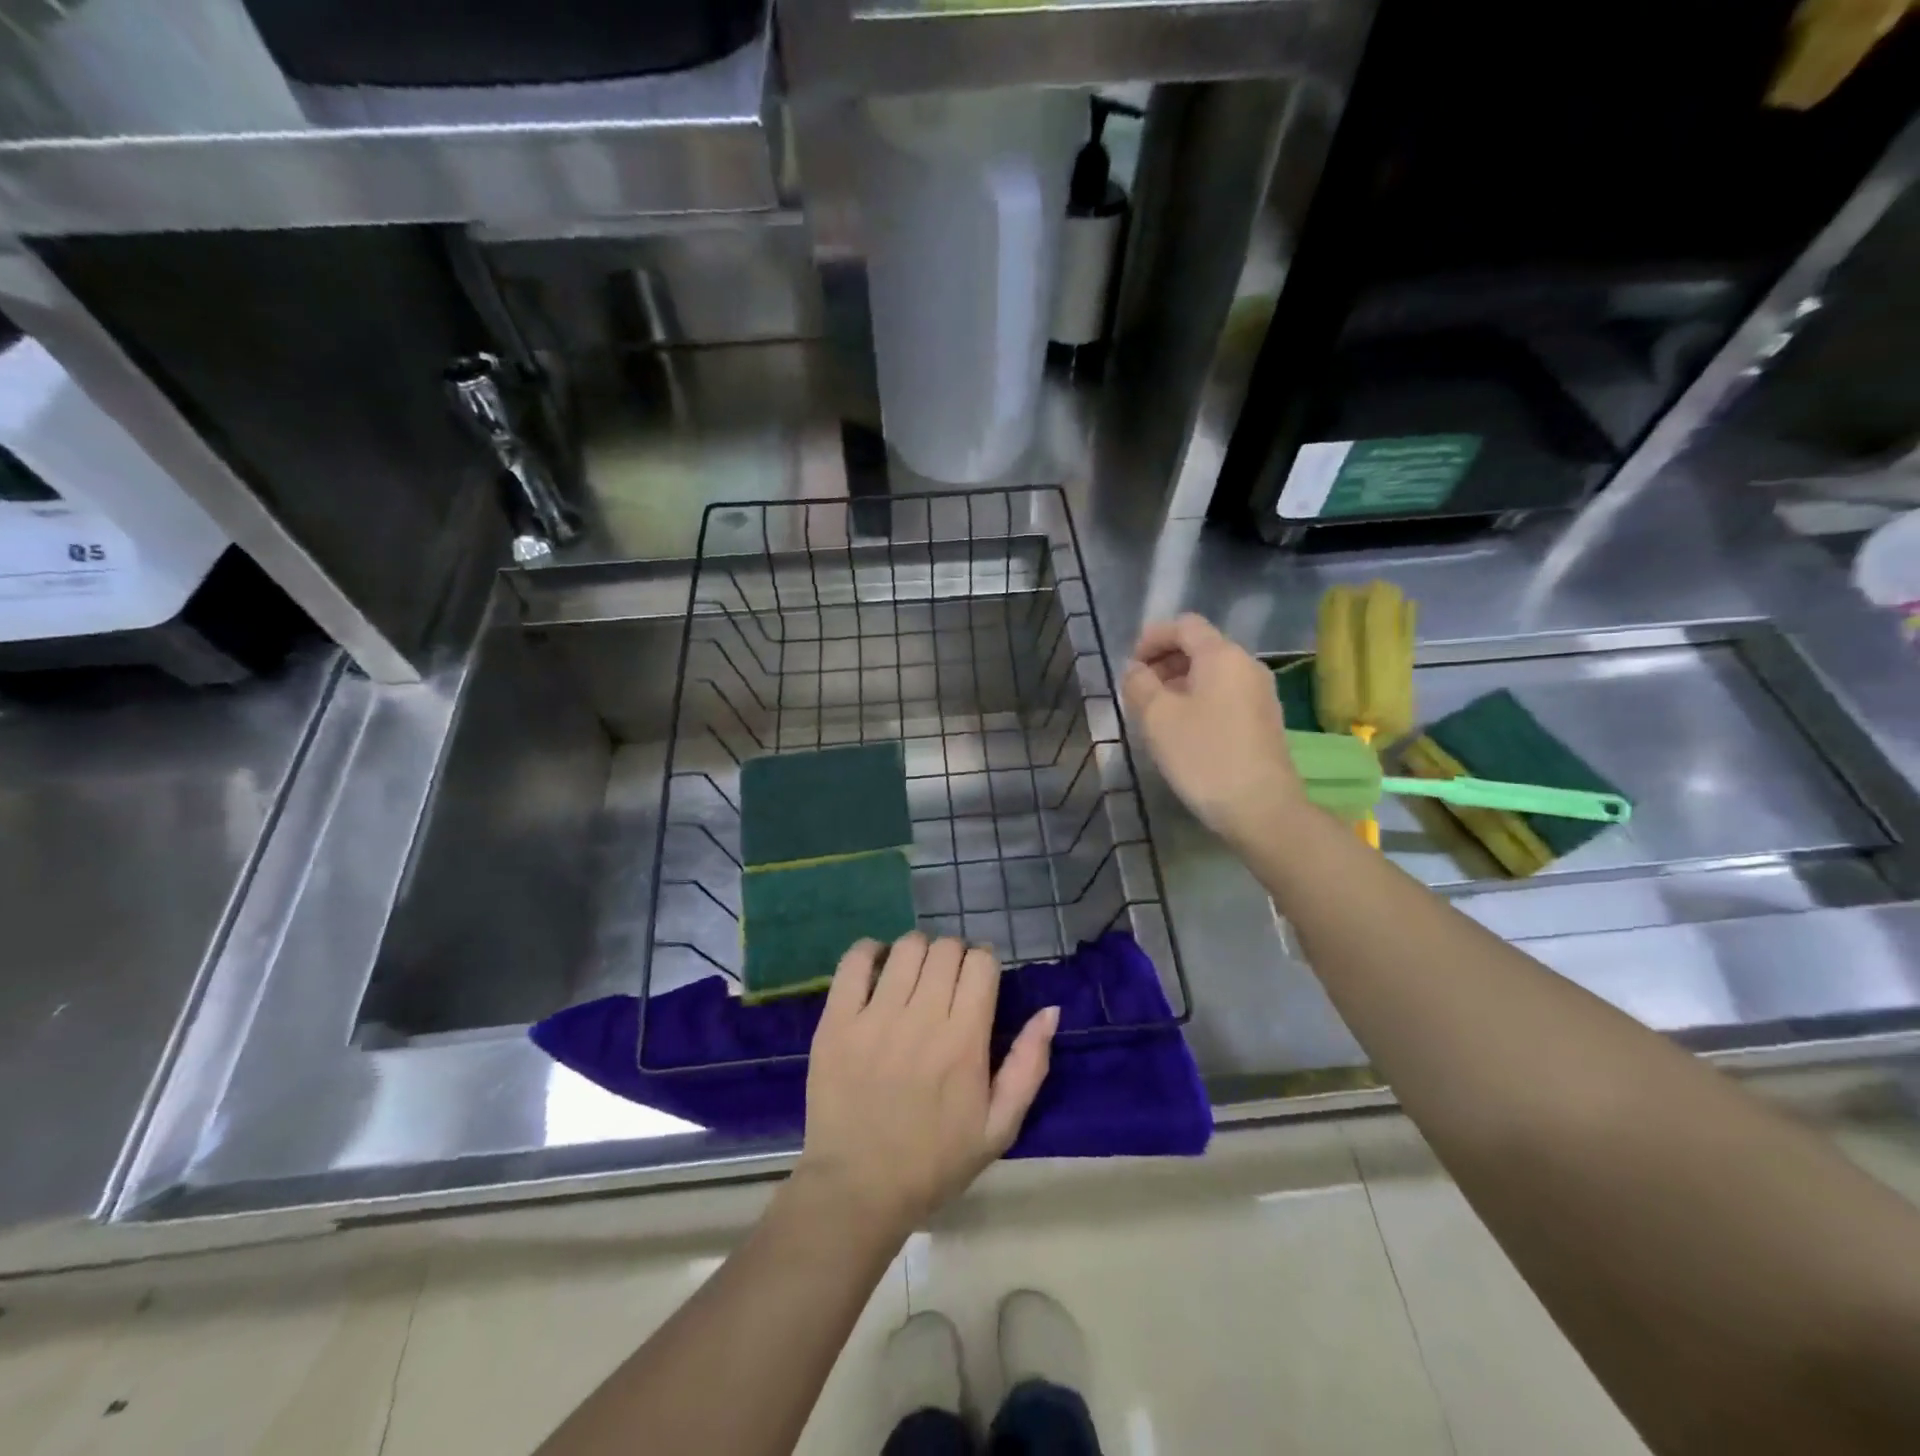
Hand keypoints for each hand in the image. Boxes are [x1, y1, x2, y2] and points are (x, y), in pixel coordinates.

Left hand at [798, 933, 1057, 1236]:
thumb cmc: (934, 1161)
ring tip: (913, 977)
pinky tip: (876, 970)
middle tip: (947, 982)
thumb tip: (1050, 1010)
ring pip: (906, 947)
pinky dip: (869, 952)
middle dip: (954, 956)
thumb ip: (1029, 1065)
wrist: (858, 1189)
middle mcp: (922, 1019)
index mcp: (964, 1042)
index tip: (978, 981)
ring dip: (917, 952)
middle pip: (946, 948)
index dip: (984, 963)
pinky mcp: (836, 1020)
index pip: (982, 963)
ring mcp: (875, 1017)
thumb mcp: (999, 1127)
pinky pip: (854, 960)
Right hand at [1122, 613, 1305, 846]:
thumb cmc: (1204, 756)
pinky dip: (1198, 700)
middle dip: (1164, 662)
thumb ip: (1139, 684)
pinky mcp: (1264, 720)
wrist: (1261, 808)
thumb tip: (1136, 670)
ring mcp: (1260, 693)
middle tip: (1138, 693)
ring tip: (1155, 715)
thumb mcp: (1157, 718)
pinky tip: (1183, 731)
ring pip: (1212, 673)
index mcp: (1222, 655)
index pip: (1184, 625)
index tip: (1130, 667)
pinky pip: (1224, 694)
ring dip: (1179, 683)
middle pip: (1200, 647)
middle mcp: (1246, 665)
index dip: (1152, 638)